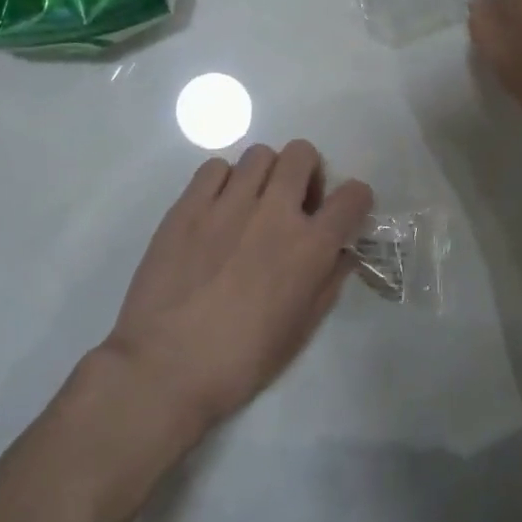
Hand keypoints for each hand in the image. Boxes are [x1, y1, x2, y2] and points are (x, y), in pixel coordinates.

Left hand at [102, 141, 372, 441]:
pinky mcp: (188, 205)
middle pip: (302, 154)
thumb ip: (328, 283)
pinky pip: (214, 167)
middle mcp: (273, 213)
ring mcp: (228, 203)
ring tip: (251, 204)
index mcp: (309, 247)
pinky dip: (223, 180)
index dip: (356, 199)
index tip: (343, 213)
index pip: (353, 196)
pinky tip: (216, 209)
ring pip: (260, 154)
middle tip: (294, 203)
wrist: (165, 367)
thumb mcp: (300, 331)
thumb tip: (342, 253)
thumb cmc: (240, 361)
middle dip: (307, 173)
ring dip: (265, 175)